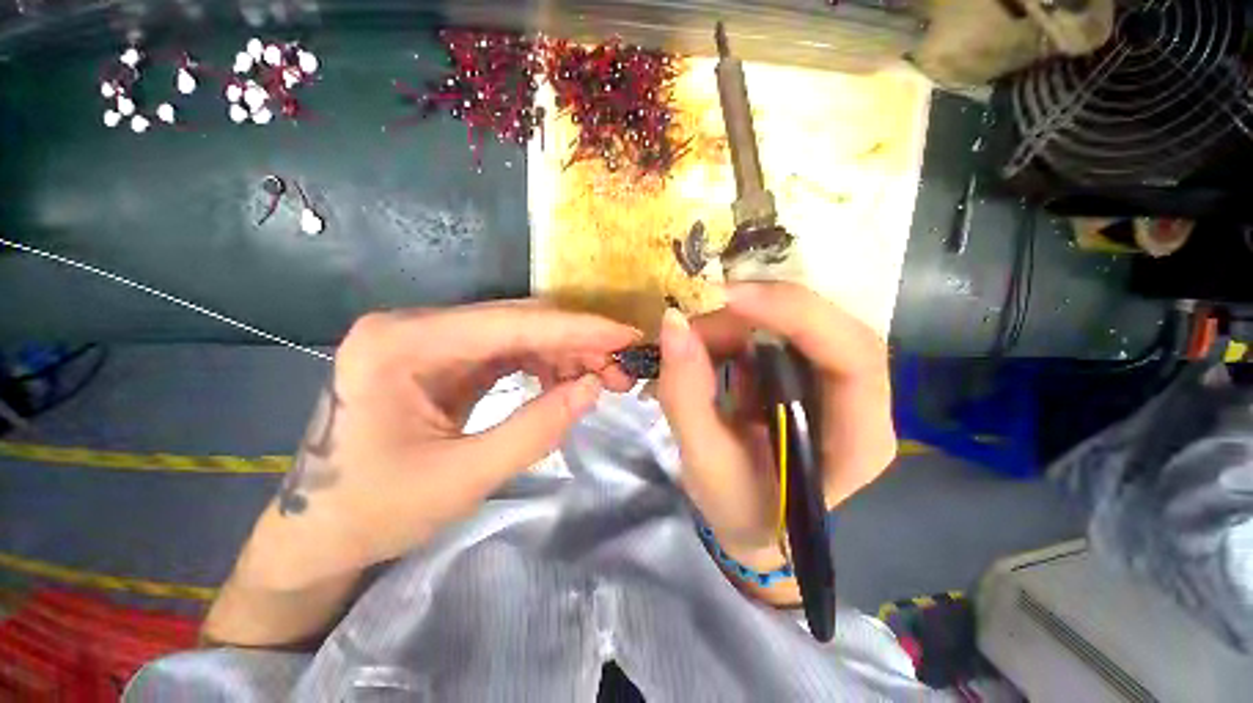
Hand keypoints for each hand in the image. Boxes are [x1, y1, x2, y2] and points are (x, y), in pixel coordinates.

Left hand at [237, 301, 638, 590]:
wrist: (318, 532)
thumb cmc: (374, 512)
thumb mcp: (463, 478)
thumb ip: (535, 429)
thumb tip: (593, 387)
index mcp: (401, 344)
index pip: (510, 324)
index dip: (576, 329)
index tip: (625, 335)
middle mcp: (413, 327)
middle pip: (516, 321)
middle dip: (577, 342)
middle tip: (621, 366)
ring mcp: (427, 340)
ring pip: (517, 333)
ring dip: (565, 353)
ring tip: (602, 376)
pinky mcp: (442, 359)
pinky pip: (506, 351)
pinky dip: (544, 364)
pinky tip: (567, 381)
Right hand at [656, 282, 894, 575]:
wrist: (750, 520)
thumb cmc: (737, 506)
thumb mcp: (703, 461)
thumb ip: (685, 394)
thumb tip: (672, 323)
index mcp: (857, 440)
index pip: (854, 357)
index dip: (796, 314)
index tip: (728, 300)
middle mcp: (859, 402)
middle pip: (826, 327)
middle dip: (757, 312)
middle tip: (696, 316)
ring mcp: (832, 382)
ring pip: (795, 322)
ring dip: (738, 321)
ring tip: (691, 341)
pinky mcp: (804, 372)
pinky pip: (772, 332)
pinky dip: (734, 330)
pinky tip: (706, 349)